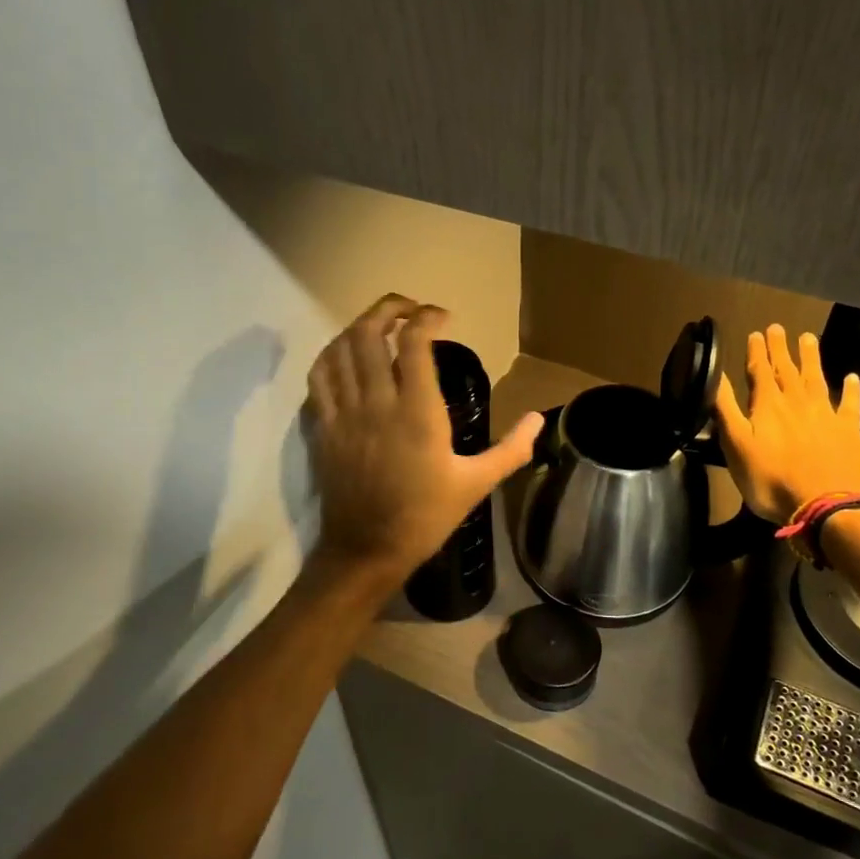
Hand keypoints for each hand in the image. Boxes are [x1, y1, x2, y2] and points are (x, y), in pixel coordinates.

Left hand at [305, 294, 543, 583]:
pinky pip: (319, 376)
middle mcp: (376, 403)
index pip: (414, 343)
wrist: (366, 550)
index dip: (427, 317)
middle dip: (389, 308)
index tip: (443, 316)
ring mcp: (344, 413)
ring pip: (341, 349)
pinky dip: (332, 354)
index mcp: (417, 413)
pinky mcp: (323, 427)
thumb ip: (511, 449)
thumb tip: (540, 419)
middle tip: (410, 309)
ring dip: (360, 326)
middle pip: (370, 333)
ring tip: (381, 325)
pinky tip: (347, 355)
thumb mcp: (475, 484)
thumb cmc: (425, 517)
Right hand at [713, 325, 859, 521]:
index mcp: (768, 406)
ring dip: (811, 358)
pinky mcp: (849, 432)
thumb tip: (715, 376)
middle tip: (778, 328)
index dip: (757, 352)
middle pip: (787, 370)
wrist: (825, 506)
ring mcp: (826, 415)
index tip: (756, 333)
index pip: (759, 371)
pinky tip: (852, 378)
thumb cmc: (771, 480)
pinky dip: (851, 390)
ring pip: (816, 379)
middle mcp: (797, 402)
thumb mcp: (736, 446)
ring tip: (808, 338)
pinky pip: (850, 404)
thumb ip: (726, 409)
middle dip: (781, 349)